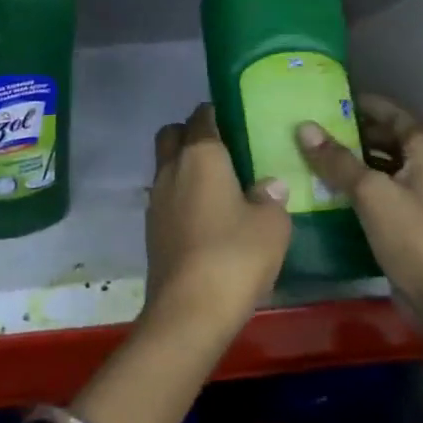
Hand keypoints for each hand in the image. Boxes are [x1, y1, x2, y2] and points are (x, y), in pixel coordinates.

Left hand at [143, 104, 291, 344]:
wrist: (189, 308)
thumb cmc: (235, 255)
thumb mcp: (272, 225)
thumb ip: (271, 197)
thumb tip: (268, 185)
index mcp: (201, 155)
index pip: (202, 117)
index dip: (216, 113)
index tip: (233, 119)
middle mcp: (171, 168)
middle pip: (172, 135)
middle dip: (190, 134)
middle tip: (221, 150)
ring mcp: (156, 199)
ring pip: (165, 166)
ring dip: (183, 167)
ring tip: (216, 186)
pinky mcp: (151, 227)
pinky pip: (165, 196)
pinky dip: (180, 196)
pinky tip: (204, 217)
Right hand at [297, 96, 422, 368]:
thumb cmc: (418, 239)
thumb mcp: (372, 194)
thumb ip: (337, 160)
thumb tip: (303, 127)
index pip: (386, 110)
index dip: (352, 103)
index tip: (313, 99)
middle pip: (380, 136)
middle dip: (344, 133)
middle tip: (300, 129)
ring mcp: (420, 193)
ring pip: (376, 166)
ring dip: (345, 162)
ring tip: (302, 155)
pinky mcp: (409, 220)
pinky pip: (376, 192)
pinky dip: (352, 187)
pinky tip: (320, 188)